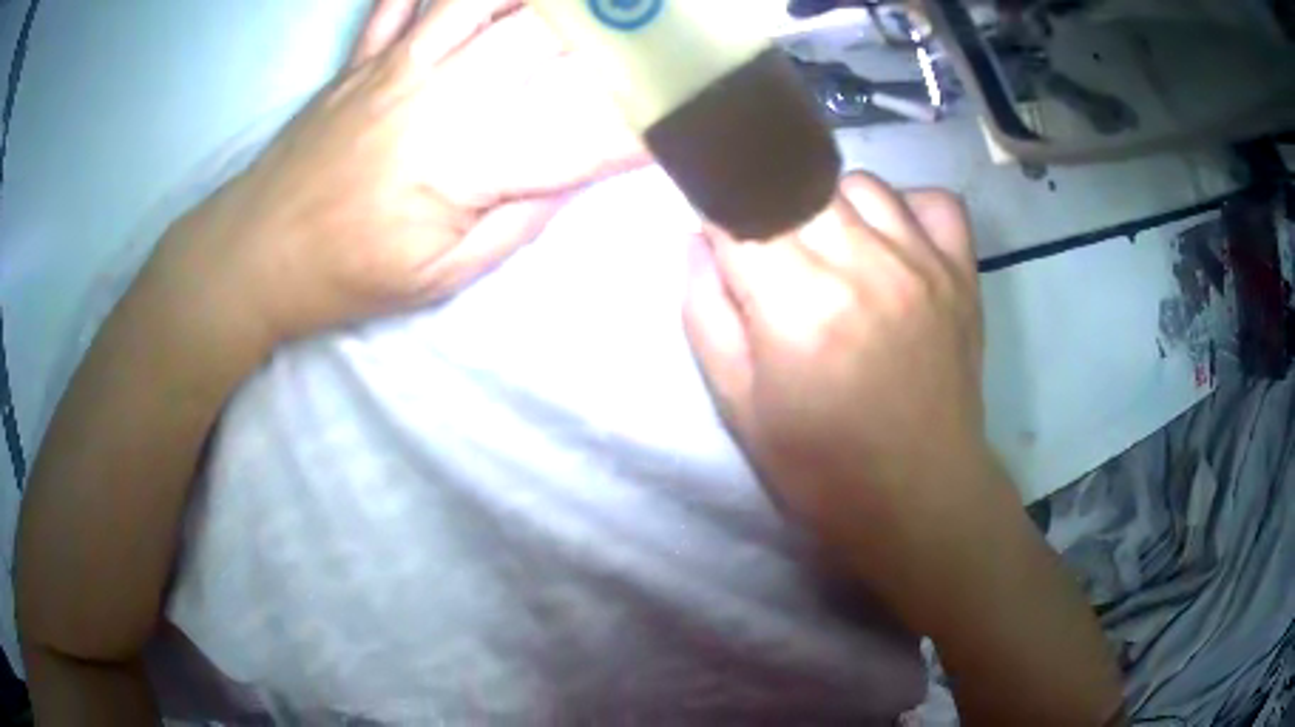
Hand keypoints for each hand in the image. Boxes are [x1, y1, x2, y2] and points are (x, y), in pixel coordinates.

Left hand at [171, 0, 644, 342]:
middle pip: (545, 36)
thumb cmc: (349, 276)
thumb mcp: (443, 278)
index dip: (646, 118)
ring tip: (582, 1)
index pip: (584, 130)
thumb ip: (519, 219)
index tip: (690, 110)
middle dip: (612, 24)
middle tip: (652, 22)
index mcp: (466, 164)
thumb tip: (576, 171)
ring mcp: (397, 63)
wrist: (256, 254)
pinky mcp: (365, 54)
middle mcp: (440, 94)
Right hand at [684, 172, 991, 572]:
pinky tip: (894, 239)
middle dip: (766, 202)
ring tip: (829, 247)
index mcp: (797, 302)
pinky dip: (906, 207)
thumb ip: (707, 312)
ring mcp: (922, 262)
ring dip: (829, 204)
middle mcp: (863, 263)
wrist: (919, 496)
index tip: (717, 223)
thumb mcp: (738, 405)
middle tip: (768, 244)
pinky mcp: (961, 273)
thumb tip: (700, 239)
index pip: (739, 206)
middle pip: (797, 182)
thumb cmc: (820, 465)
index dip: (718, 206)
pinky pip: (933, 202)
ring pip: (860, 184)